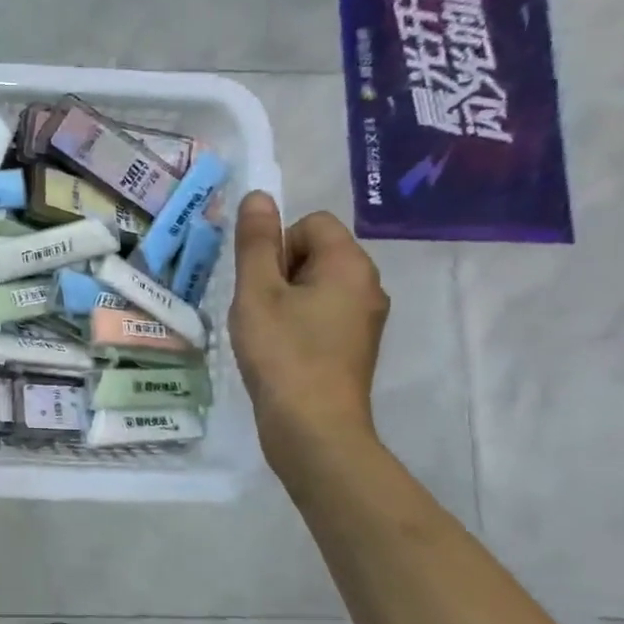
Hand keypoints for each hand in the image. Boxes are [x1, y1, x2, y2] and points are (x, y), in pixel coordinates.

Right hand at [228, 191, 389, 474]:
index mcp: (350, 265)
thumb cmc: (283, 353)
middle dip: (280, 272)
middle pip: (315, 252)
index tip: (262, 283)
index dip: (277, 245)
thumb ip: (256, 242)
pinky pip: (322, 313)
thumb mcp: (257, 292)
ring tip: (266, 332)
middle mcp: (368, 285)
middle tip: (260, 309)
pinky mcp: (354, 346)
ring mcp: (365, 318)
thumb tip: (259, 196)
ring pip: (315, 285)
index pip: (311, 223)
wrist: (313, 428)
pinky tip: (280, 350)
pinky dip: (297, 322)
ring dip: (284, 299)